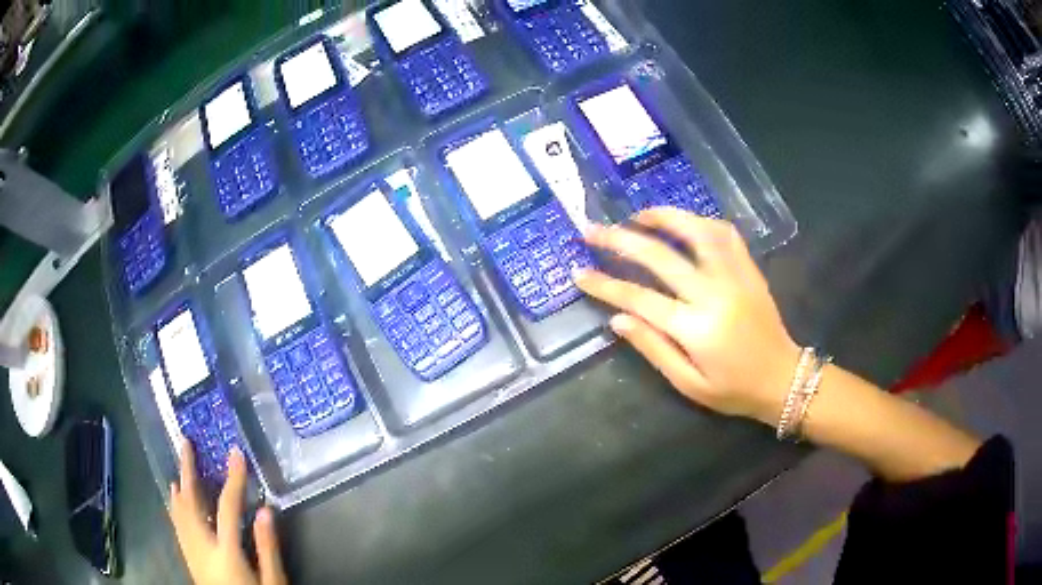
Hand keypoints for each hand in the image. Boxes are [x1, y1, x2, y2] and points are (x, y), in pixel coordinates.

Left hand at [169, 439, 286, 584]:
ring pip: (179, 512)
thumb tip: (265, 510)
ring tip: (179, 465)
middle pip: (191, 503)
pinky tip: (174, 498)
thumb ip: (267, 548)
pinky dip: (175, 506)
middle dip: (188, 471)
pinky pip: (177, 525)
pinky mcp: (189, 558)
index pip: (228, 507)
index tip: (235, 453)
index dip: (233, 479)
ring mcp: (191, 552)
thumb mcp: (272, 583)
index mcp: (225, 552)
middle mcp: (202, 546)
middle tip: (186, 444)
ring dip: (179, 486)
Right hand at [574, 207, 800, 425]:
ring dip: (664, 217)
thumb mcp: (689, 384)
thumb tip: (617, 319)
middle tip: (593, 230)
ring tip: (638, 215)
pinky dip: (702, 222)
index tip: (579, 273)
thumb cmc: (734, 390)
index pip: (639, 298)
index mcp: (695, 328)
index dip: (605, 285)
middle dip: (621, 239)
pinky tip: (685, 222)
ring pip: (696, 232)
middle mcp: (713, 294)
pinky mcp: (749, 270)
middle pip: (661, 257)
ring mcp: (735, 276)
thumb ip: (653, 349)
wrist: (783, 379)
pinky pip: (726, 234)